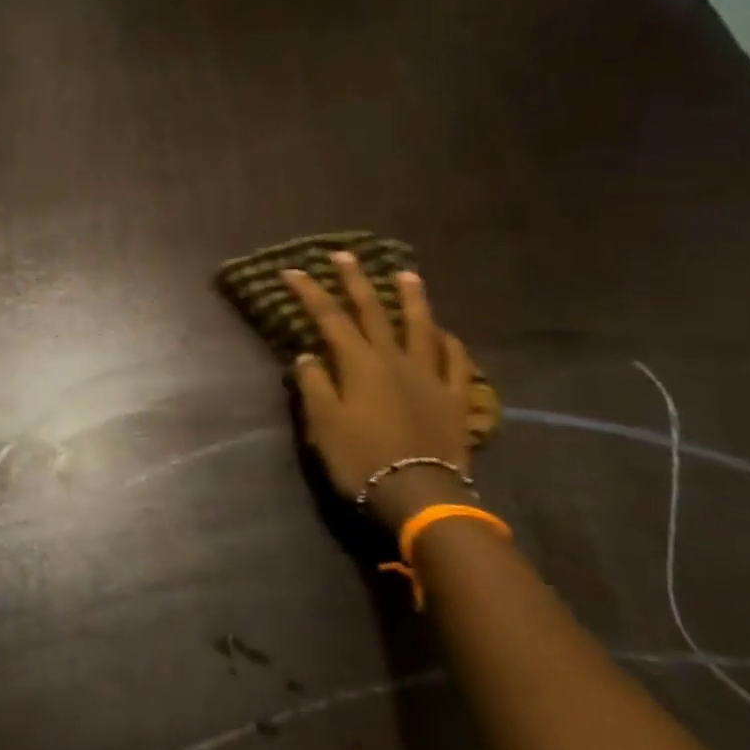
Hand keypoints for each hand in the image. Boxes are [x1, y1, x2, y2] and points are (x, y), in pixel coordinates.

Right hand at [283, 254, 473, 528]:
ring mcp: (431, 376)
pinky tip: (445, 332)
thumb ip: (314, 385)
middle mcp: (396, 359)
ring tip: (406, 274)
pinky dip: (449, 342)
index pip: (329, 319)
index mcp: (360, 364)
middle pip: (374, 312)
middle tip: (345, 255)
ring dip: (412, 298)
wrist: (419, 494)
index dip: (310, 293)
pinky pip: (456, 361)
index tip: (292, 271)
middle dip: (356, 281)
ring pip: (421, 327)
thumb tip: (307, 356)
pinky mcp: (456, 397)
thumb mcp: (323, 424)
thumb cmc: (361, 459)